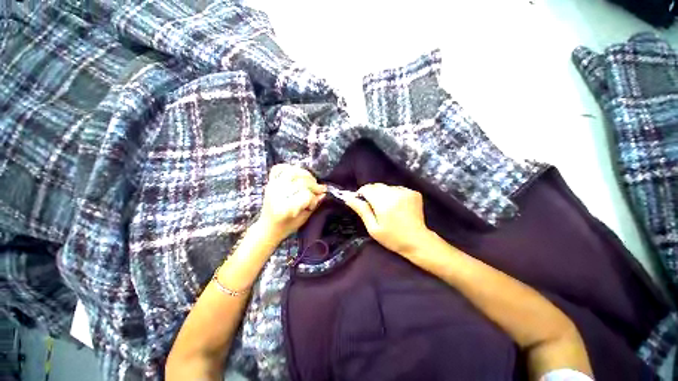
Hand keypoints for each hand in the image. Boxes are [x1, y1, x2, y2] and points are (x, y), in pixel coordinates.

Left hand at [257, 164, 326, 241]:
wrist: (266, 228)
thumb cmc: (285, 227)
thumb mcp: (302, 219)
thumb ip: (313, 205)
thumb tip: (323, 193)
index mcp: (284, 208)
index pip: (306, 195)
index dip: (313, 198)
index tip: (314, 204)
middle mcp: (276, 195)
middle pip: (301, 182)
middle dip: (314, 185)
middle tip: (319, 190)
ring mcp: (272, 186)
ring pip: (293, 171)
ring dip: (306, 175)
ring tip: (311, 181)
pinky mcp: (270, 182)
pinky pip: (279, 168)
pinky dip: (289, 167)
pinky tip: (297, 173)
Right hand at [343, 183, 431, 255]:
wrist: (418, 241)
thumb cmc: (392, 238)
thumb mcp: (373, 228)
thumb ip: (362, 210)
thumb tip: (349, 198)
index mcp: (384, 203)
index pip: (367, 188)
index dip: (362, 194)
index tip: (362, 203)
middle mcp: (395, 193)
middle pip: (377, 186)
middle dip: (372, 194)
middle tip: (375, 208)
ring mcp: (406, 191)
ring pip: (387, 187)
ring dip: (383, 194)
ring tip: (387, 208)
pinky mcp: (413, 192)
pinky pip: (397, 189)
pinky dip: (394, 195)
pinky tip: (397, 206)